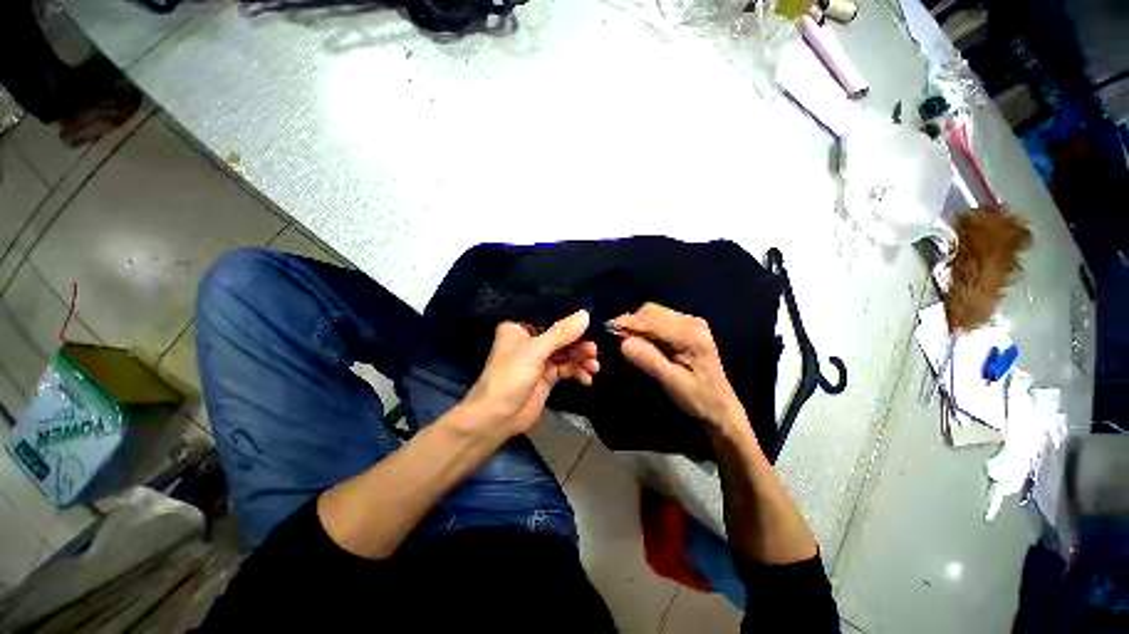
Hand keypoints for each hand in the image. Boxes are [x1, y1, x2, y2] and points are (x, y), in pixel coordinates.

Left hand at [464, 310, 598, 436]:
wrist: (497, 418)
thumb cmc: (510, 378)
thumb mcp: (535, 352)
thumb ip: (561, 334)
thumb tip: (585, 315)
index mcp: (520, 328)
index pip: (549, 317)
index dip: (570, 320)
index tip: (590, 322)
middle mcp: (530, 340)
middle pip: (561, 336)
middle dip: (579, 344)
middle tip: (593, 351)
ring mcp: (539, 359)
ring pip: (566, 352)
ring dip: (581, 359)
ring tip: (593, 367)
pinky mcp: (547, 376)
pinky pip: (567, 368)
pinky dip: (578, 372)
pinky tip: (587, 378)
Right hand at [614, 303, 745, 432]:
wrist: (720, 408)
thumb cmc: (698, 399)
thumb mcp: (672, 382)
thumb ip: (649, 360)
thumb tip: (624, 342)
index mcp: (692, 336)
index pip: (654, 321)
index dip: (630, 323)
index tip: (609, 328)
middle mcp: (693, 323)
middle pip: (653, 312)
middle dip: (633, 322)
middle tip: (616, 336)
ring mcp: (692, 323)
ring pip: (655, 313)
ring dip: (638, 323)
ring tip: (626, 338)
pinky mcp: (688, 328)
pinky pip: (661, 319)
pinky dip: (646, 326)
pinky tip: (641, 339)